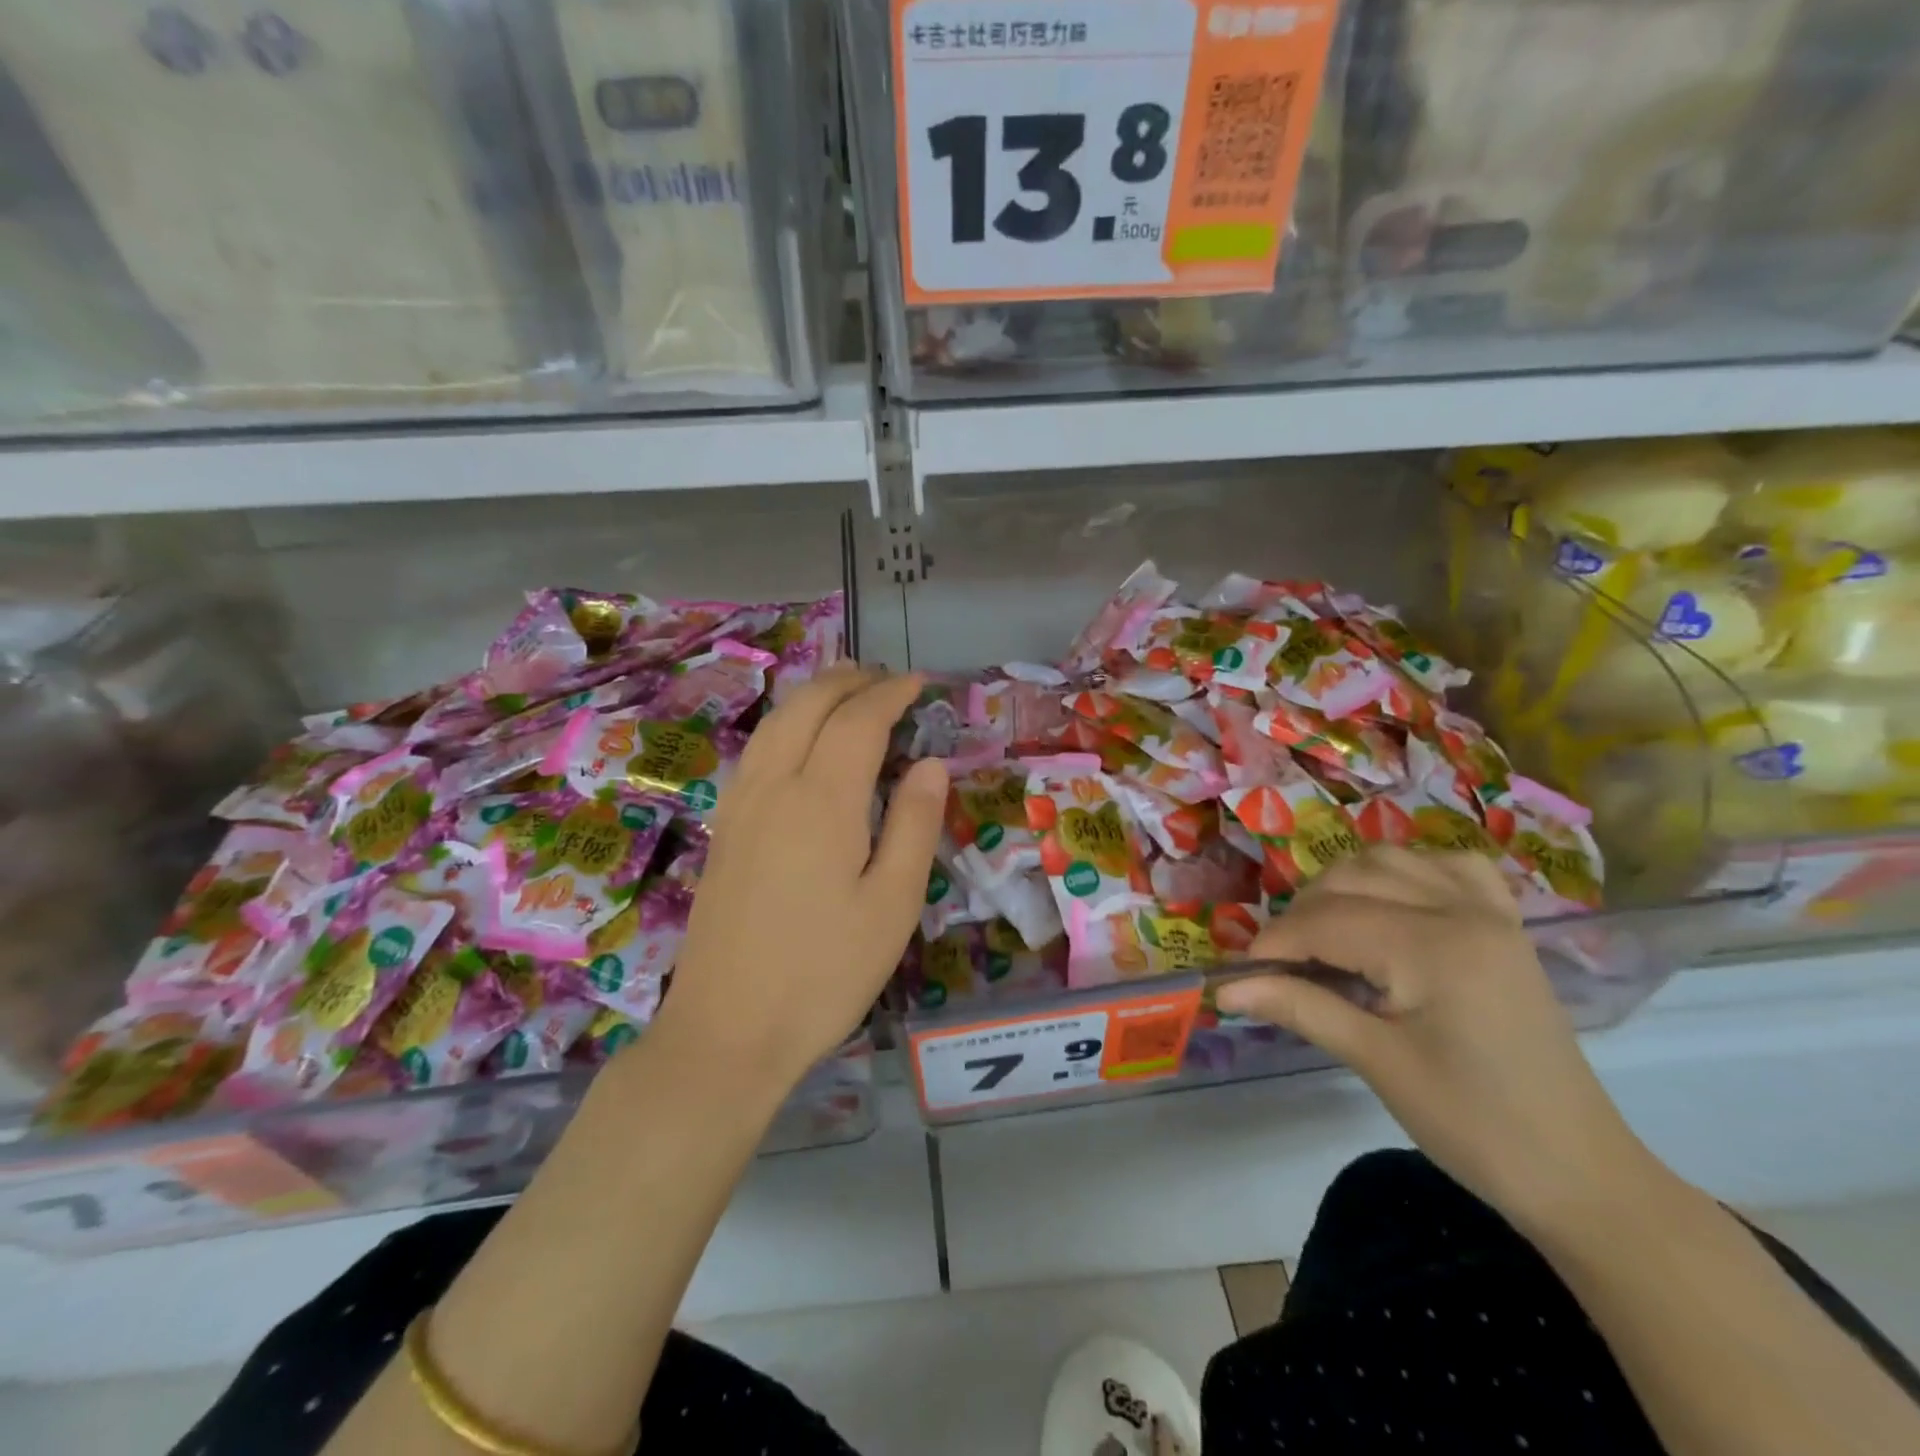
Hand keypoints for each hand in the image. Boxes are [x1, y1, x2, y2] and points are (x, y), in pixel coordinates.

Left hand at [652, 667, 946, 1096]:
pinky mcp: (724, 830)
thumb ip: (914, 824)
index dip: (890, 693)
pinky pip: (757, 751)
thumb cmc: (824, 972)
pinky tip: (801, 743)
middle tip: (886, 679)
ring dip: (813, 696)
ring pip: (775, 723)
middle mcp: (774, 786)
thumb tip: (929, 763)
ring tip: (846, 693)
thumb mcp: (892, 904)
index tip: (919, 683)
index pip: (858, 720)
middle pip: (808, 706)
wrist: (727, 1030)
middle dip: (848, 681)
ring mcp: (740, 806)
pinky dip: (787, 724)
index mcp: (822, 800)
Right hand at [1217, 847, 1659, 1229]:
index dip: (1273, 944)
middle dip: (1302, 916)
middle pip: (1351, 880)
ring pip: (1391, 860)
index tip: (1240, 975)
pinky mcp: (1505, 923)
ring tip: (1324, 935)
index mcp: (1435, 947)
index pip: (1326, 921)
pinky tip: (1389, 903)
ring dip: (1344, 886)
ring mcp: (1490, 911)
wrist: (1578, 1171)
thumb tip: (1225, 990)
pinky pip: (1446, 866)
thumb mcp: (1377, 1063)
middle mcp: (1463, 910)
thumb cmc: (1474, 1125)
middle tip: (1280, 966)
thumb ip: (1299, 1008)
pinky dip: (1405, 872)